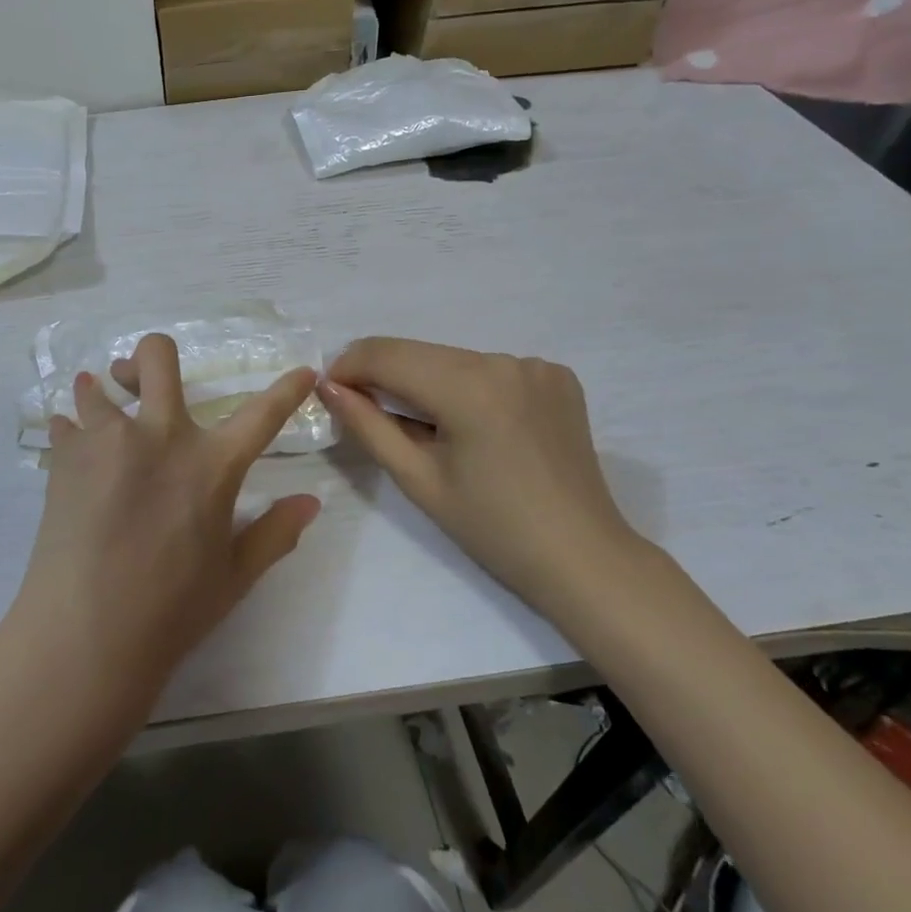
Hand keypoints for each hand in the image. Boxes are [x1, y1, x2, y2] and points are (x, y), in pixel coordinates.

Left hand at [9, 334, 321, 712]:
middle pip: (157, 355)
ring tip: (101, 413)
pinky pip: (64, 424)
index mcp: (211, 464)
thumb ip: (275, 533)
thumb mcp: (233, 576)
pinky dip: (71, 432)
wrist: (86, 633)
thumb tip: (311, 502)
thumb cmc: (171, 609)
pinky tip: (74, 455)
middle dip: (151, 356)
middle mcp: (160, 434)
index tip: (303, 371)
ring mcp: (108, 440)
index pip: (263, 414)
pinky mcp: (65, 457)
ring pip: (97, 385)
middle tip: (143, 381)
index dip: (288, 390)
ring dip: (102, 393)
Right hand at [317, 338, 642, 613]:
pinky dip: (467, 386)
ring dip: (425, 381)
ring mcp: (535, 365)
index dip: (348, 366)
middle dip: (383, 375)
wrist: (583, 559)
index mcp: (469, 387)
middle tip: (363, 410)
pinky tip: (474, 424)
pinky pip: (490, 369)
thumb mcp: (417, 479)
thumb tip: (328, 386)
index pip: (386, 354)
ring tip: (425, 427)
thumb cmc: (492, 529)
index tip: (329, 391)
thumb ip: (367, 425)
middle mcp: (504, 361)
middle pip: (419, 353)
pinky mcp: (556, 376)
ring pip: (453, 359)